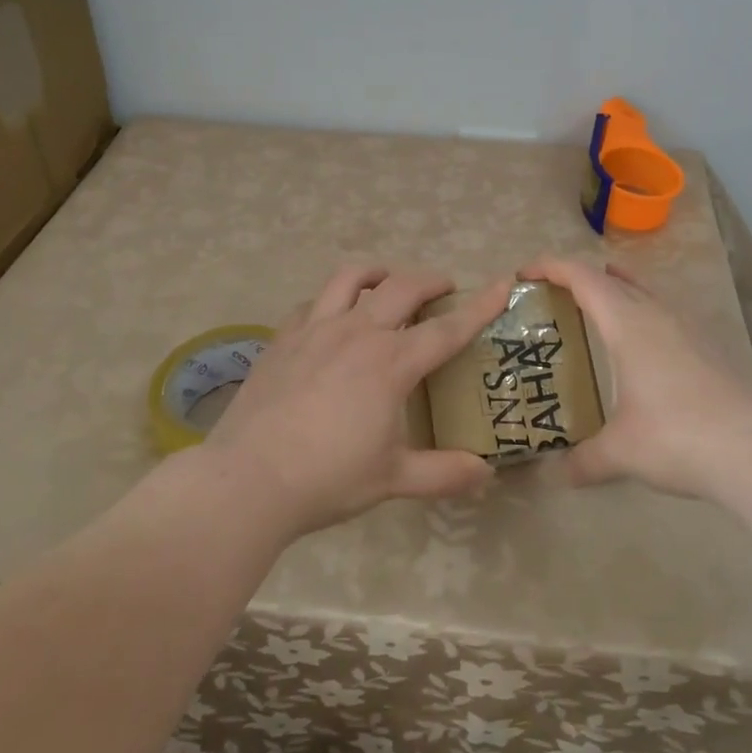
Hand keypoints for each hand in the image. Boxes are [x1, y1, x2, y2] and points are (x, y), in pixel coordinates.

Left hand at [202, 265, 511, 534]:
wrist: (248, 479)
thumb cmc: (327, 479)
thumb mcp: (392, 479)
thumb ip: (443, 473)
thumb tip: (485, 474)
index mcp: (391, 364)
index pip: (447, 328)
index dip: (480, 305)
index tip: (503, 282)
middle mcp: (358, 333)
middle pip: (402, 287)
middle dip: (430, 280)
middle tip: (444, 289)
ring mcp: (316, 329)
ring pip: (352, 278)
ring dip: (378, 273)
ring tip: (387, 282)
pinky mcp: (283, 337)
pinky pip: (313, 302)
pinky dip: (333, 300)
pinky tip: (333, 318)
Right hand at [523, 255, 751, 498]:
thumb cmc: (678, 438)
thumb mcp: (621, 453)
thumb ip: (584, 460)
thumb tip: (556, 475)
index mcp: (628, 324)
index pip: (583, 277)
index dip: (551, 267)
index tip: (524, 273)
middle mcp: (656, 314)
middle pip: (611, 276)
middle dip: (578, 277)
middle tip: (551, 296)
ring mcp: (686, 327)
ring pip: (643, 290)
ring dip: (613, 289)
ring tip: (591, 310)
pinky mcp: (706, 346)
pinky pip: (662, 311)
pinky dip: (638, 311)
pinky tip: (638, 346)